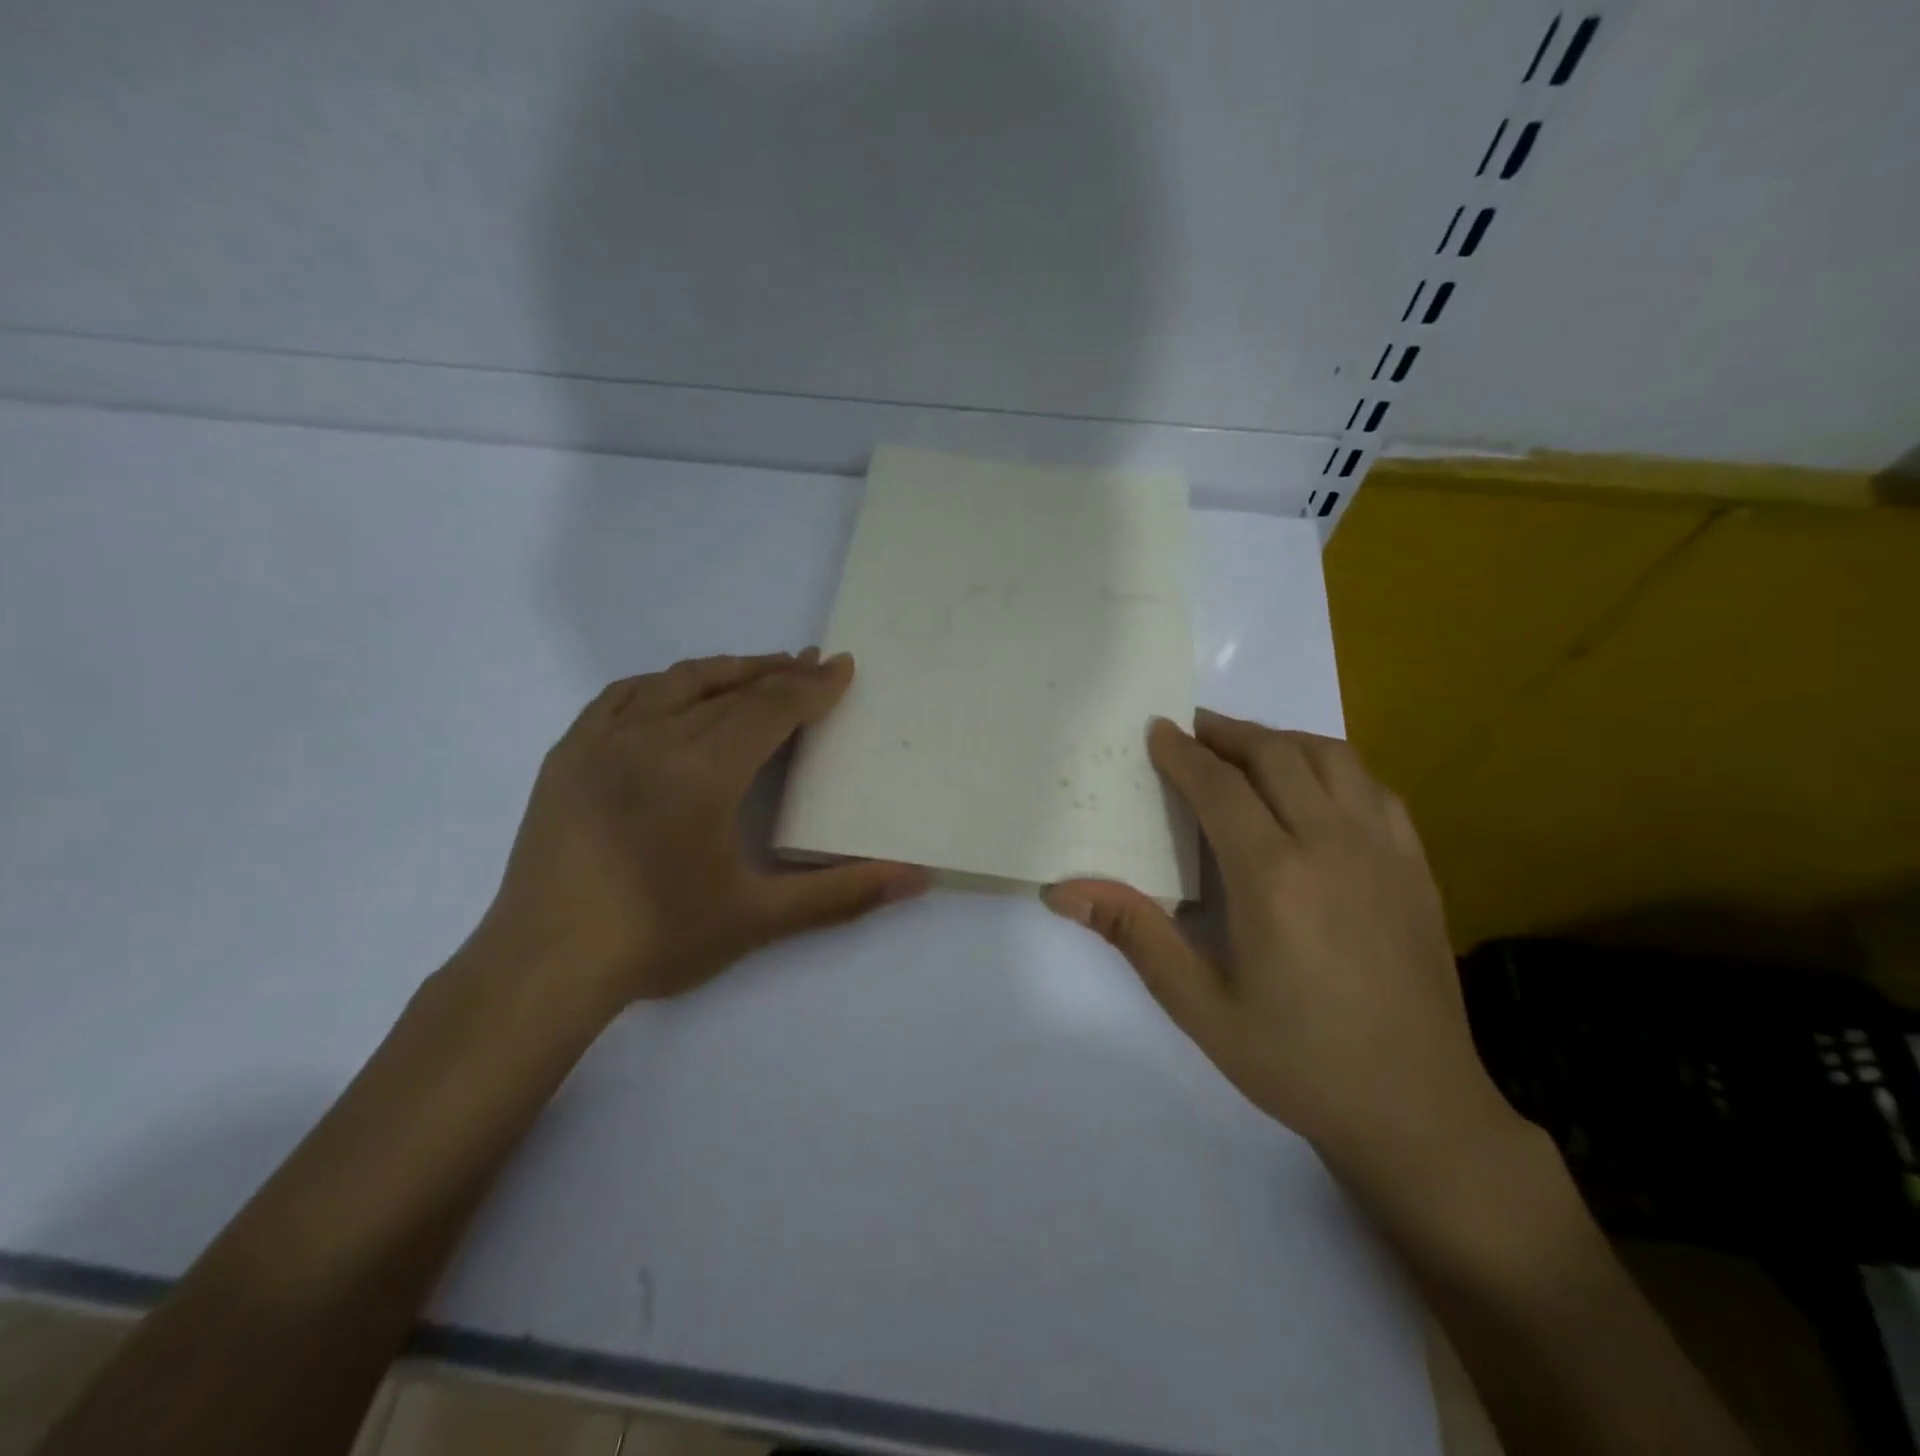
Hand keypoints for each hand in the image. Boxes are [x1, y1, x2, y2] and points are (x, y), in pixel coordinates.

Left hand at [467, 650, 926, 1011]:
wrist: (543, 967)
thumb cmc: (657, 939)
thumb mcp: (760, 919)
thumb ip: (843, 893)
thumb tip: (917, 879)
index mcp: (702, 770)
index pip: (770, 708)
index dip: (812, 686)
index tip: (842, 667)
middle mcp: (653, 738)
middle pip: (730, 688)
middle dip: (779, 674)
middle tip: (814, 664)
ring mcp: (602, 741)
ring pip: (676, 682)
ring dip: (726, 670)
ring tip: (759, 671)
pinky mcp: (568, 755)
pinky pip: (623, 696)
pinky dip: (664, 685)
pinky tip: (675, 694)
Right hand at [1044, 711, 1518, 1192]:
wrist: (1418, 1111)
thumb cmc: (1297, 1060)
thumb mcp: (1199, 1005)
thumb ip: (1135, 934)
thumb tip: (1064, 889)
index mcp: (1273, 877)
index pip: (1219, 786)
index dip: (1183, 752)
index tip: (1157, 729)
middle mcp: (1331, 845)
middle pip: (1276, 754)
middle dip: (1228, 732)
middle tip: (1193, 730)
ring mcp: (1383, 851)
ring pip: (1332, 758)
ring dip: (1282, 740)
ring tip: (1247, 747)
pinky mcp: (1416, 867)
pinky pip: (1374, 788)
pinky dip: (1335, 767)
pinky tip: (1316, 786)